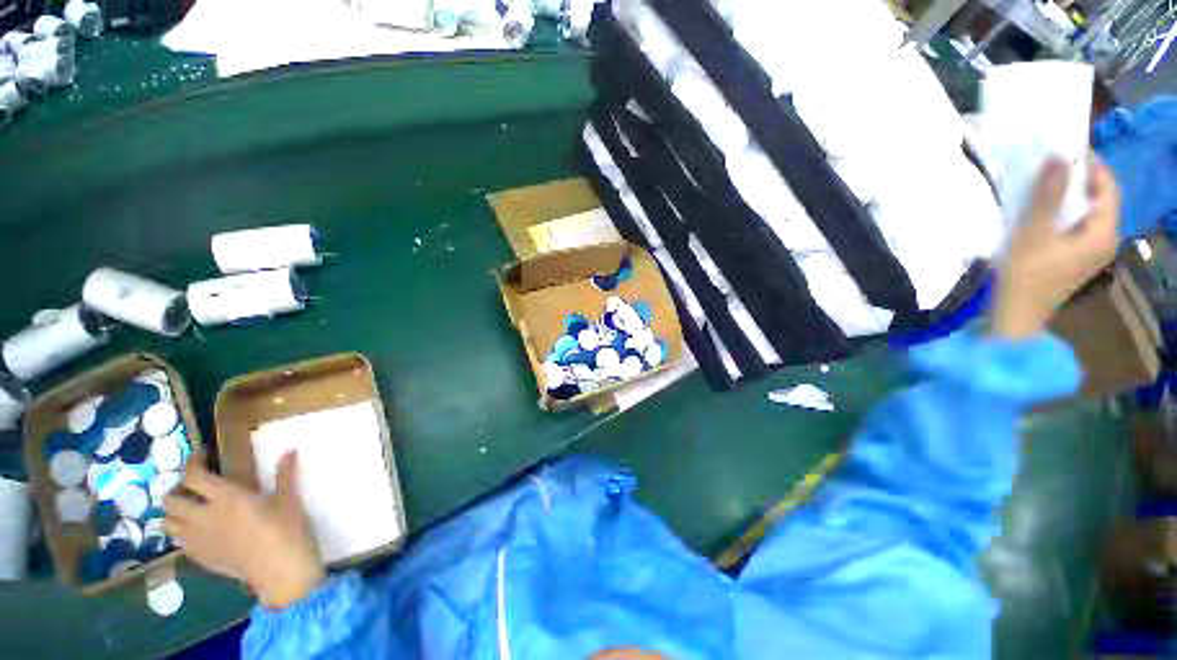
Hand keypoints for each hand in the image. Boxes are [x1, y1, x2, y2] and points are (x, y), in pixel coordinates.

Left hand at [165, 452, 323, 608]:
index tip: (202, 454)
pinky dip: (183, 532)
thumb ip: (284, 475)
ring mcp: (198, 540)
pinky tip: (199, 532)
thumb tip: (290, 450)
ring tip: (191, 509)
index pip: (194, 475)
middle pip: (171, 500)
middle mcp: (203, 516)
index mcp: (226, 498)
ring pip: (168, 523)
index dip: (193, 461)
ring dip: (175, 513)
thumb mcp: (288, 500)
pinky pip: (179, 541)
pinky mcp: (200, 557)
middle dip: (177, 490)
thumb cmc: (287, 529)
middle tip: (193, 487)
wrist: (280, 570)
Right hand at [991, 156, 1119, 339]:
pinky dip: (1061, 212)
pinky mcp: (1074, 258)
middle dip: (1077, 179)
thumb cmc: (1026, 274)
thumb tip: (1059, 156)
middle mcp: (1104, 240)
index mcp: (1103, 233)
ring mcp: (1089, 251)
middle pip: (1098, 200)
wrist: (1015, 315)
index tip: (1065, 149)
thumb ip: (1048, 195)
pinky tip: (1042, 211)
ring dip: (1067, 196)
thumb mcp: (1034, 232)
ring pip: (1085, 212)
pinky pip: (1074, 225)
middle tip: (1050, 165)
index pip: (1107, 188)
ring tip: (1043, 185)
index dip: (1091, 165)